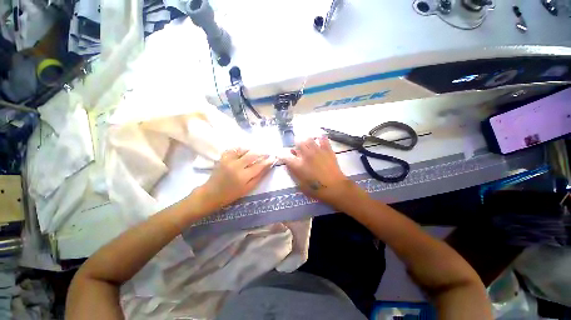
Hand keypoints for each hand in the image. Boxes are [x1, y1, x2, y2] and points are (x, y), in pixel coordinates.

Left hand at [198, 148, 274, 211]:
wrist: (211, 194)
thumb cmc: (232, 194)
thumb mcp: (248, 188)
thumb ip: (259, 177)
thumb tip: (268, 167)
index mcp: (243, 176)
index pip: (259, 165)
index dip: (267, 161)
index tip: (273, 157)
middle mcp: (236, 166)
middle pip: (252, 155)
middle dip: (261, 153)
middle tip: (266, 153)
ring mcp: (228, 160)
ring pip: (243, 150)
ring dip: (252, 150)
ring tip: (256, 152)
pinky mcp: (222, 157)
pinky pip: (234, 149)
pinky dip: (241, 149)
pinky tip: (244, 151)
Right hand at [280, 136, 355, 206]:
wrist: (335, 188)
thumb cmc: (317, 189)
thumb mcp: (300, 185)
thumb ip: (293, 173)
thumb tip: (288, 164)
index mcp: (299, 165)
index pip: (286, 157)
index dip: (282, 155)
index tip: (280, 155)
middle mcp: (306, 155)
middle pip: (298, 142)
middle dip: (295, 144)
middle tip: (297, 147)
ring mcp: (317, 151)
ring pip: (308, 139)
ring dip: (305, 140)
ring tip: (306, 143)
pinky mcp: (327, 150)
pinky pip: (323, 139)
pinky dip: (320, 137)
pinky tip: (318, 139)